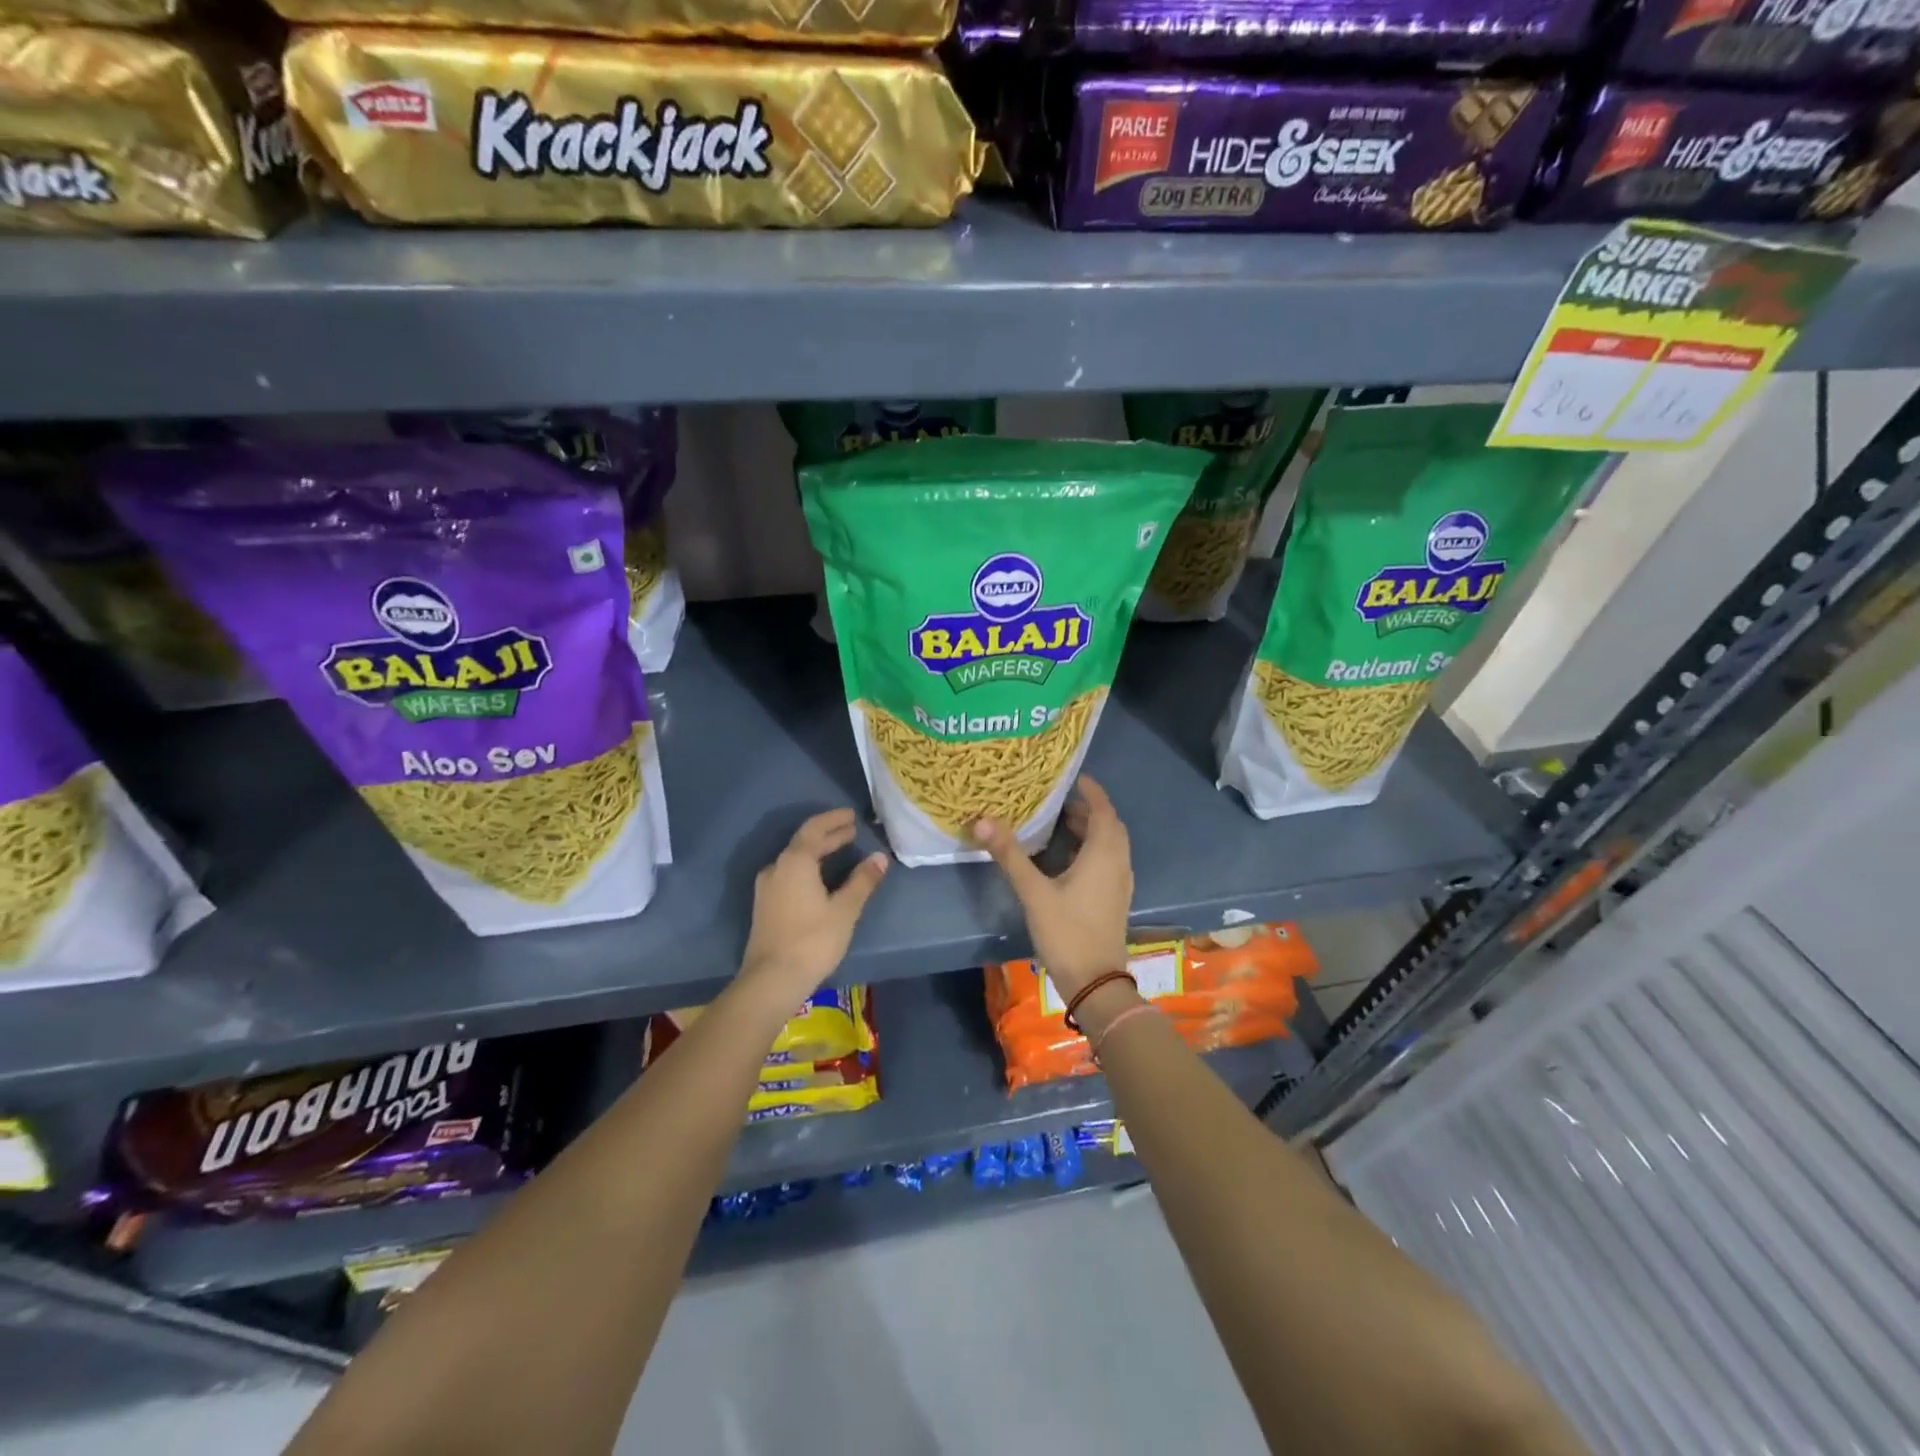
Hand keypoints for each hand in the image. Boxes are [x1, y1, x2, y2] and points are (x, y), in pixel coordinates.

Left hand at [738, 809, 887, 1002]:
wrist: (771, 980)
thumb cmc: (812, 940)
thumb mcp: (845, 909)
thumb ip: (862, 881)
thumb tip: (879, 858)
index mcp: (795, 862)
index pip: (814, 829)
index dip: (834, 820)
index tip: (852, 815)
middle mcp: (776, 868)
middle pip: (804, 843)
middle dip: (829, 835)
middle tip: (852, 831)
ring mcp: (767, 887)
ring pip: (795, 859)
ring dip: (818, 852)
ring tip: (841, 851)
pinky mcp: (766, 905)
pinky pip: (790, 874)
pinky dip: (809, 867)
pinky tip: (822, 877)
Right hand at [974, 774, 1132, 1002]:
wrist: (1095, 982)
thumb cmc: (1067, 932)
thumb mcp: (1034, 892)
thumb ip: (1010, 855)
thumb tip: (983, 819)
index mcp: (1104, 854)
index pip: (1103, 810)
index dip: (1092, 791)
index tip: (1074, 777)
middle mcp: (1118, 863)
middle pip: (1109, 826)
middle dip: (1088, 809)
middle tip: (1060, 800)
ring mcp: (1120, 883)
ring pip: (1110, 845)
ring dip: (1090, 830)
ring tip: (1060, 823)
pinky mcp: (1115, 899)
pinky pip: (1108, 861)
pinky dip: (1092, 849)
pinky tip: (1067, 858)